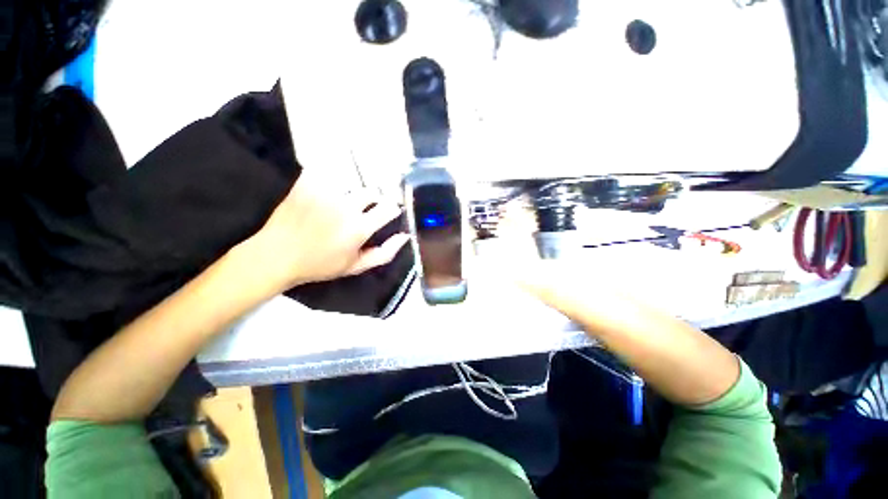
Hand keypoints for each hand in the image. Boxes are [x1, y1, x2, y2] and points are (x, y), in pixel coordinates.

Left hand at [235, 169, 409, 291]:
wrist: (277, 255)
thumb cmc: (320, 265)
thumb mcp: (356, 266)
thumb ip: (385, 252)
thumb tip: (405, 236)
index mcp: (359, 227)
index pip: (388, 208)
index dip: (392, 210)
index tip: (389, 213)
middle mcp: (346, 206)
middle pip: (371, 192)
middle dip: (373, 201)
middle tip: (364, 211)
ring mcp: (325, 192)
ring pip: (352, 184)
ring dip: (353, 193)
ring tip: (344, 203)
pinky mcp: (307, 183)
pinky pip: (327, 173)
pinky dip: (331, 180)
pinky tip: (329, 192)